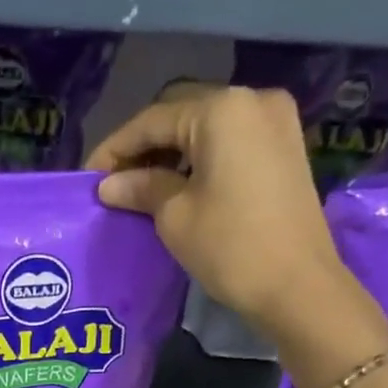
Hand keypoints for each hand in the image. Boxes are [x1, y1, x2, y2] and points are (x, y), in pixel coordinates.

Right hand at [87, 84, 385, 352]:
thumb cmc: (231, 248)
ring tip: (143, 187)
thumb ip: (141, 189)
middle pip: (182, 114)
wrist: (299, 288)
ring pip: (208, 127)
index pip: (153, 120)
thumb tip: (109, 184)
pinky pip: (232, 142)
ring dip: (173, 152)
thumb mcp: (175, 217)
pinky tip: (180, 185)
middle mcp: (253, 100)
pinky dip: (202, 158)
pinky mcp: (287, 149)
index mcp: (222, 109)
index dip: (115, 148)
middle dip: (145, 146)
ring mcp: (277, 122)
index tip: (88, 177)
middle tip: (115, 182)